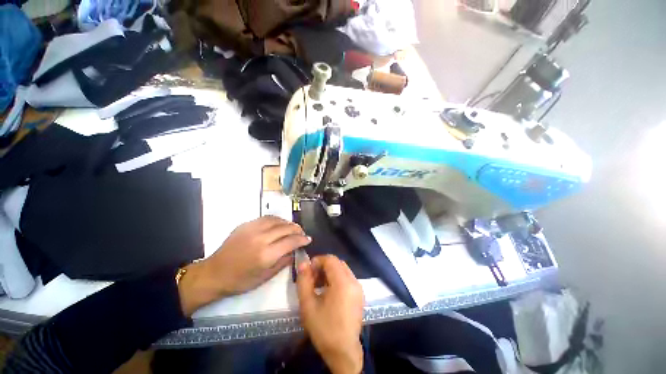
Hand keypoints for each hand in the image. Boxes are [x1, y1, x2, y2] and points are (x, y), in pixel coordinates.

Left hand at [179, 216, 310, 315]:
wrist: (214, 273)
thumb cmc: (240, 280)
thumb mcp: (265, 277)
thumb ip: (283, 262)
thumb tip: (295, 251)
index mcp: (266, 255)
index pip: (291, 241)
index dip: (302, 239)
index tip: (308, 239)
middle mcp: (261, 239)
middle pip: (286, 228)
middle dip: (297, 229)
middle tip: (302, 233)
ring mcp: (252, 229)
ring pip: (277, 220)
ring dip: (288, 223)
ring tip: (292, 228)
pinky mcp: (245, 225)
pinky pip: (266, 218)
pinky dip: (276, 220)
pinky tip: (279, 224)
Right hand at [297, 255, 364, 373]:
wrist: (343, 352)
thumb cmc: (324, 329)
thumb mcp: (308, 305)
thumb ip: (304, 281)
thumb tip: (303, 263)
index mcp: (343, 283)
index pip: (331, 259)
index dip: (318, 261)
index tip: (308, 271)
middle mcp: (354, 281)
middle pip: (337, 263)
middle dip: (323, 267)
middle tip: (312, 279)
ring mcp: (358, 287)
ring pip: (342, 269)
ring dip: (330, 272)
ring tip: (318, 285)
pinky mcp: (359, 294)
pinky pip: (347, 277)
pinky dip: (337, 278)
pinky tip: (328, 291)